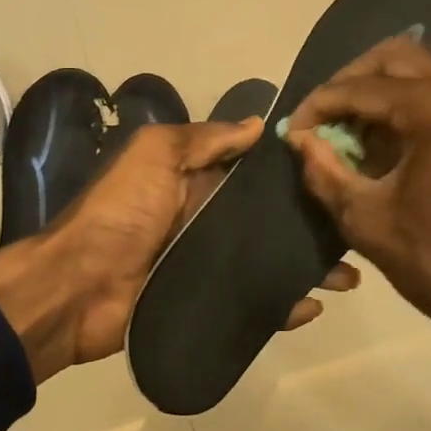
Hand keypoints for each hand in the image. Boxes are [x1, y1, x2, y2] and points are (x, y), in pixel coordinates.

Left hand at [0, 118, 359, 381]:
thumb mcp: (155, 154)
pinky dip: (283, 306)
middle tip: (354, 226)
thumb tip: (259, 124)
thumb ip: (204, 139)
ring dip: (306, 265)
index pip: (253, 171)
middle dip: (310, 222)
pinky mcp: (206, 302)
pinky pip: (252, 302)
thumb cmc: (120, 212)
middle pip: (267, 219)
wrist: (77, 289)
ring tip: (349, 274)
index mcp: (195, 181)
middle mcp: (205, 219)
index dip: (291, 169)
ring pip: (268, 260)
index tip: (338, 166)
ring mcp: (207, 264)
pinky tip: (314, 306)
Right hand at [283, 38, 430, 430]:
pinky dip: (403, 105)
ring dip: (375, 93)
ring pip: (416, 69)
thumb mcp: (367, 220)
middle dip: (347, 86)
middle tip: (318, 122)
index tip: (292, 131)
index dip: (318, 107)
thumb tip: (300, 139)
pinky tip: (379, 142)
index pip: (360, 88)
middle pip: (391, 58)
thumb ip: (324, 170)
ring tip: (344, 134)